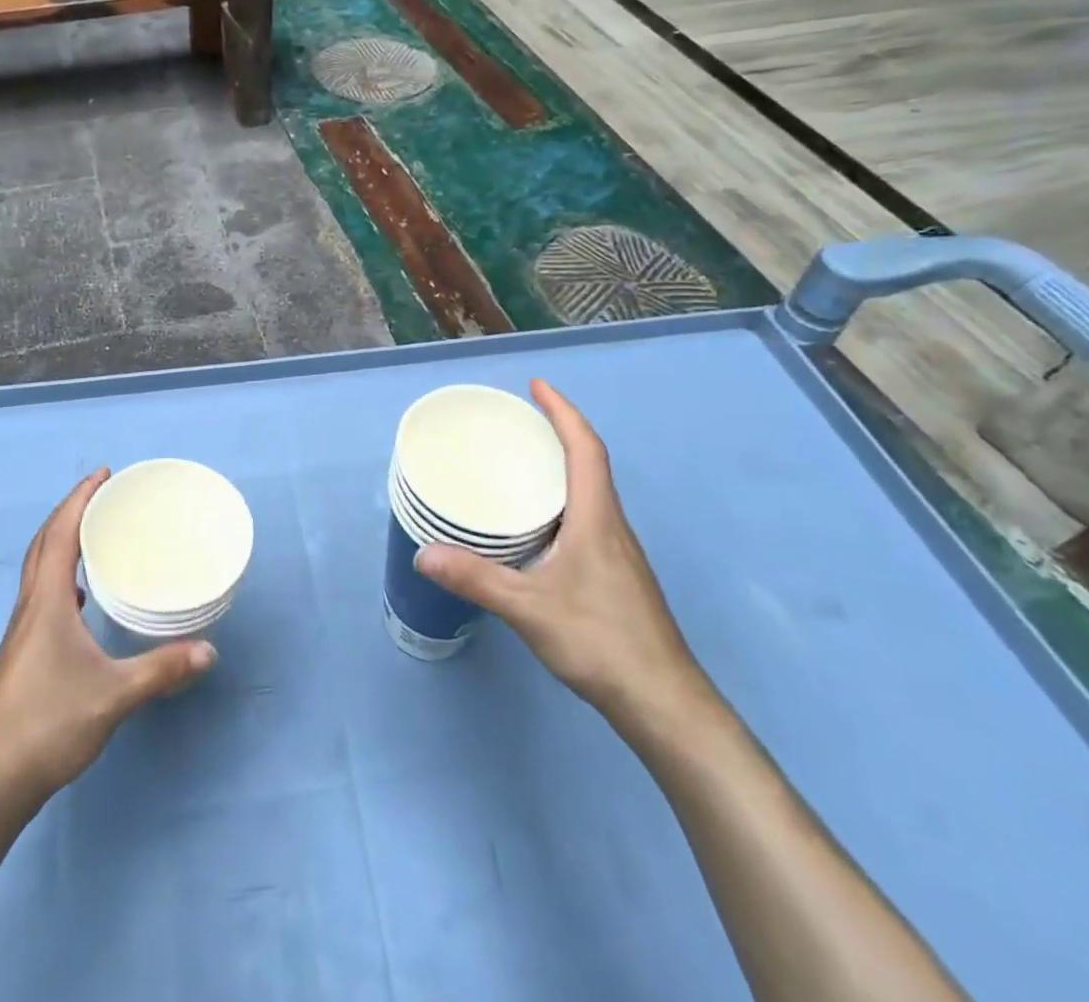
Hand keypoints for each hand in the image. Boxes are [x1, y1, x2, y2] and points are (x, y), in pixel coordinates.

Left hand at [0, 470, 216, 808]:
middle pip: (44, 543)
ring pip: (39, 569)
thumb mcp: (113, 695)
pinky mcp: (22, 653)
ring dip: (61, 541)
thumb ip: (161, 671)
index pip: (60, 534)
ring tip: (92, 534)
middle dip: (70, 512)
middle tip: (101, 494)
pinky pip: (41, 594)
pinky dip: (60, 576)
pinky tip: (78, 597)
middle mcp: (29, 607)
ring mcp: (21, 631)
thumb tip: (209, 651)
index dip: (80, 500)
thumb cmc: (48, 724)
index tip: (103, 474)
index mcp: (46, 602)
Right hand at [416, 379, 710, 730]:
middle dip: (558, 432)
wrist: (664, 703)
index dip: (563, 412)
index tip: (537, 385)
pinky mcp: (616, 576)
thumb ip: (476, 579)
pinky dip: (561, 500)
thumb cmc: (602, 642)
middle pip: (590, 464)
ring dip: (562, 466)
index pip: (586, 449)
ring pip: (590, 493)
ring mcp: (618, 553)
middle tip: (517, 420)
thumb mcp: (529, 608)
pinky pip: (587, 518)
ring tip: (520, 462)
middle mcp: (612, 527)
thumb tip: (423, 553)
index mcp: (597, 519)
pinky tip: (535, 525)